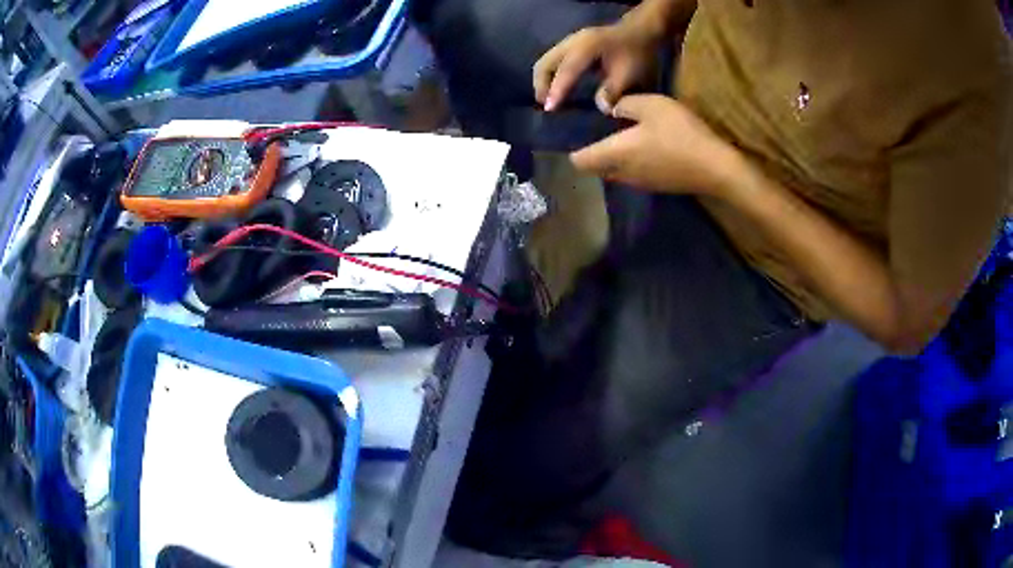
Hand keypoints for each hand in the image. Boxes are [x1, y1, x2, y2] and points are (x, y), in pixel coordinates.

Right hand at [533, 21, 662, 113]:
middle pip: (545, 64)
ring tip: (550, 100)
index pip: (566, 70)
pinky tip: (557, 89)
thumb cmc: (636, 53)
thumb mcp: (629, 74)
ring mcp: (568, 42)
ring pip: (545, 62)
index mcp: (586, 47)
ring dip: (544, 82)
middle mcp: (571, 42)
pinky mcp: (570, 46)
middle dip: (542, 86)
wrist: (640, 33)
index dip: (557, 90)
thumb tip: (600, 108)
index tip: (550, 109)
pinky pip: (552, 62)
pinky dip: (550, 76)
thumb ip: (613, 91)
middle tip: (547, 107)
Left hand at [570, 95, 739, 194]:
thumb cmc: (680, 132)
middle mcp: (622, 174)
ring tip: (622, 135)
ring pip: (615, 172)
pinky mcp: (657, 186)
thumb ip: (625, 104)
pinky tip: (645, 146)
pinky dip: (631, 162)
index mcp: (614, 154)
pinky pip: (634, 174)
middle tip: (598, 129)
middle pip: (596, 168)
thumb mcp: (651, 105)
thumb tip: (609, 108)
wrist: (716, 167)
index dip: (572, 148)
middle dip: (592, 151)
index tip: (574, 132)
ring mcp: (641, 183)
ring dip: (613, 157)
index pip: (578, 161)